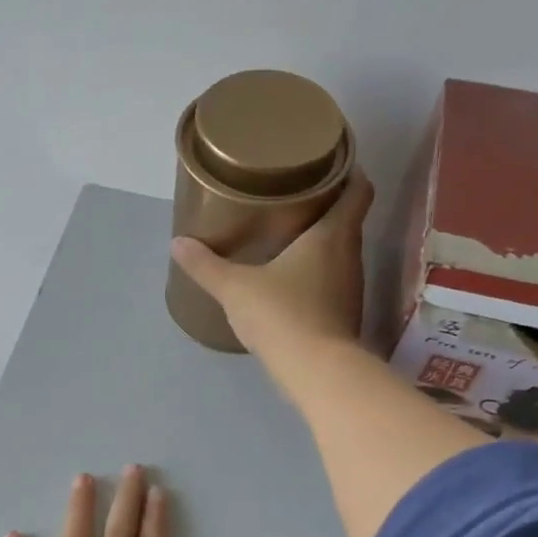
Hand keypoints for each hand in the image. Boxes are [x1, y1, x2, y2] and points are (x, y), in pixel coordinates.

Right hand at [169, 168, 372, 360]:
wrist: (315, 372)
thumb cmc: (281, 315)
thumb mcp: (235, 288)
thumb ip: (206, 265)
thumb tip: (178, 243)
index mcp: (332, 234)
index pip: (359, 189)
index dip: (349, 172)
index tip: (329, 164)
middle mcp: (350, 255)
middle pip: (348, 219)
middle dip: (326, 207)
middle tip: (293, 198)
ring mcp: (350, 288)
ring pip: (340, 253)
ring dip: (320, 243)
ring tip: (288, 236)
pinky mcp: (344, 315)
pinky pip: (332, 282)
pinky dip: (316, 274)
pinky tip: (290, 281)